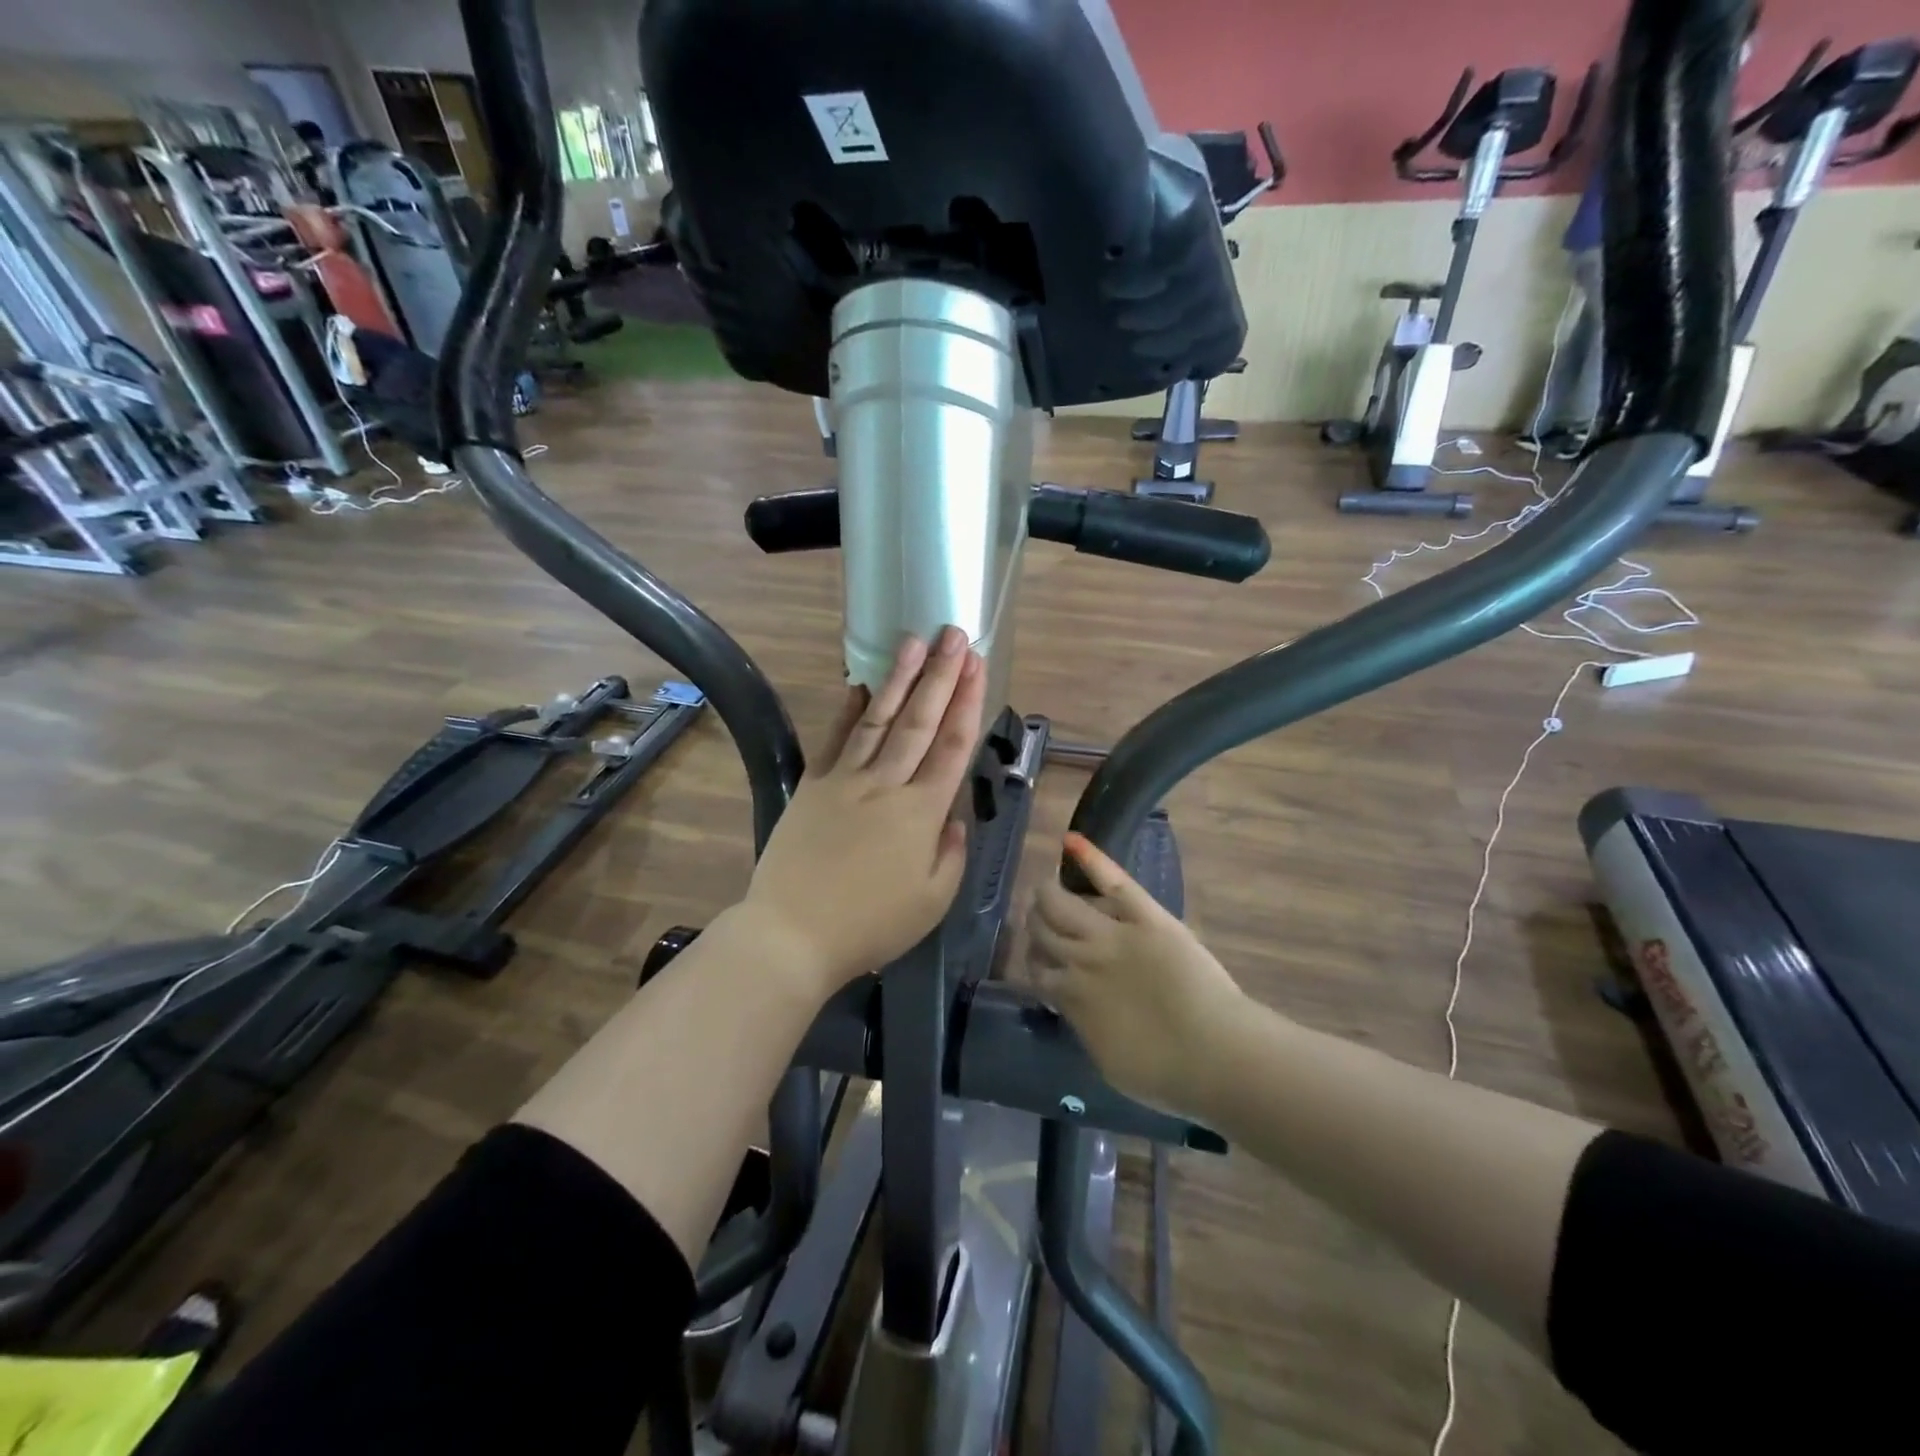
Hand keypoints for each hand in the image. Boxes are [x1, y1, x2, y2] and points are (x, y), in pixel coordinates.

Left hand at [736, 625, 984, 1000]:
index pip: (952, 746)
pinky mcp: (813, 786)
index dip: (968, 702)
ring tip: (913, 642)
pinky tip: (860, 684)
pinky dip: (848, 710)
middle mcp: (886, 785)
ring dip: (899, 679)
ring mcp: (845, 780)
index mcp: (922, 813)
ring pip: (878, 720)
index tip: (977, 665)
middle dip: (941, 675)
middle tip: (953, 635)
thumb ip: (951, 854)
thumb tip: (952, 817)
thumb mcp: (933, 902)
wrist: (792, 934)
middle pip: (920, 721)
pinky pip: (835, 740)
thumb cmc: (871, 926)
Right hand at [1029, 832, 1247, 1111]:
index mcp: (1070, 996)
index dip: (1036, 961)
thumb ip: (1083, 1024)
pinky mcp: (1145, 916)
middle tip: (1044, 920)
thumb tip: (1075, 1005)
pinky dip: (1091, 858)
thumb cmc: (1165, 1073)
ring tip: (1051, 890)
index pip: (1036, 968)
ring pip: (1061, 902)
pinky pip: (1112, 880)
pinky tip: (1071, 840)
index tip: (1042, 961)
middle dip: (1037, 922)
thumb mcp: (1107, 1061)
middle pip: (1041, 928)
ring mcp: (1111, 933)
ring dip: (1049, 894)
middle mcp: (1080, 959)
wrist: (1217, 1054)